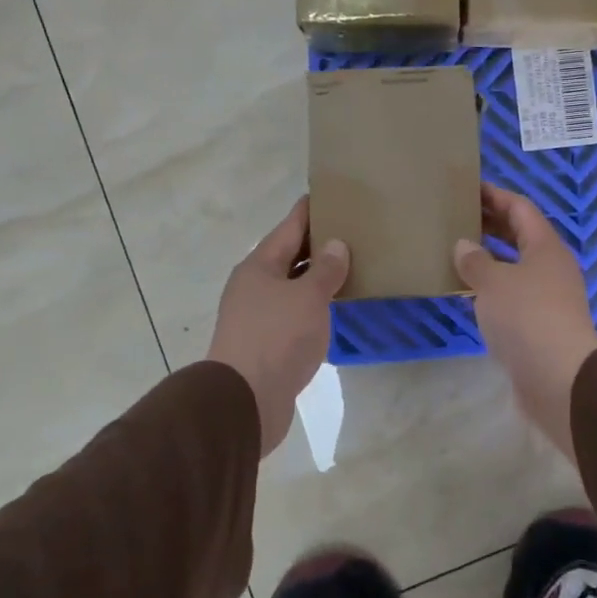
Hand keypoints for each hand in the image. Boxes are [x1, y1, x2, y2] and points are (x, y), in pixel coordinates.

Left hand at [208, 198, 349, 457]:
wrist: (244, 403)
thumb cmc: (276, 339)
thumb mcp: (308, 298)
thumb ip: (325, 270)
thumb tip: (336, 244)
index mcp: (259, 266)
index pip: (289, 227)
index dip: (310, 210)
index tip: (332, 193)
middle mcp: (254, 286)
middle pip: (289, 255)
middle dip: (318, 244)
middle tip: (353, 230)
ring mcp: (257, 317)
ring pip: (292, 286)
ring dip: (317, 277)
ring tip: (351, 266)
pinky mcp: (265, 345)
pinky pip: (294, 314)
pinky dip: (314, 306)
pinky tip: (334, 308)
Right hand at [454, 184, 596, 462]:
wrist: (559, 378)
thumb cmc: (527, 317)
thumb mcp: (493, 282)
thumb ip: (475, 260)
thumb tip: (464, 245)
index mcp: (545, 246)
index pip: (520, 208)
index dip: (495, 195)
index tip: (469, 186)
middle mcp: (551, 267)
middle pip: (520, 235)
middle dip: (491, 224)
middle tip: (457, 216)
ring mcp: (549, 298)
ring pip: (515, 267)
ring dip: (489, 258)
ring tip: (456, 251)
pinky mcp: (541, 326)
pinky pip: (513, 295)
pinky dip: (492, 288)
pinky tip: (469, 292)